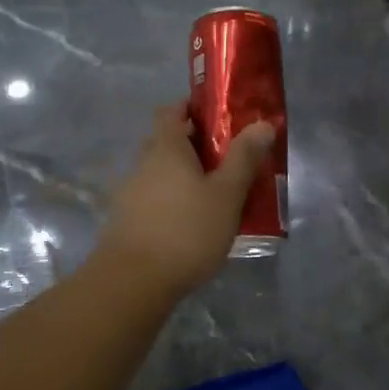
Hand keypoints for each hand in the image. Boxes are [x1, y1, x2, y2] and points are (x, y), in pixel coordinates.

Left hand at [96, 104, 276, 297]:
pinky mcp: (126, 221)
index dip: (191, 107)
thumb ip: (244, 158)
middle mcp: (143, 163)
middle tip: (224, 157)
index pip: (171, 111)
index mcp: (166, 148)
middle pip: (165, 141)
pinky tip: (191, 222)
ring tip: (212, 193)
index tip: (216, 116)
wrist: (134, 282)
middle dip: (191, 144)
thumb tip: (263, 124)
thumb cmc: (186, 231)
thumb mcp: (226, 194)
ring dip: (182, 175)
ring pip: (159, 172)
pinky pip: (152, 198)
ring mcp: (130, 193)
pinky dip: (171, 200)